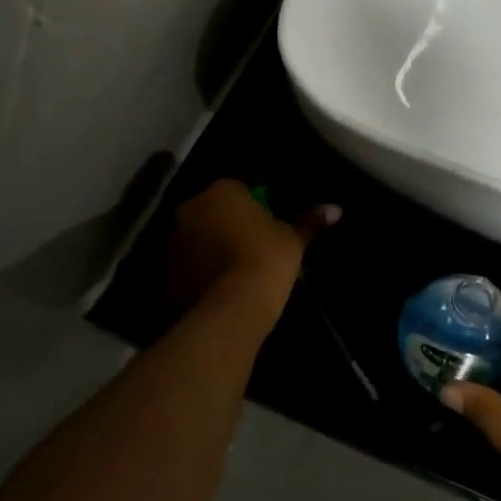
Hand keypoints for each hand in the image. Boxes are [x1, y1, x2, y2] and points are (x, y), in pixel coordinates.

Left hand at [162, 179, 339, 312]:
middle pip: (212, 212)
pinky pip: (186, 266)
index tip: (267, 229)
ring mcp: (172, 241)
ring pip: (196, 238)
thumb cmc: (266, 261)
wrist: (230, 311)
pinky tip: (217, 291)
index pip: (238, 190)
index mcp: (221, 191)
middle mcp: (190, 209)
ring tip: (233, 274)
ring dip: (209, 248)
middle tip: (251, 249)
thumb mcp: (293, 240)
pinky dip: (198, 273)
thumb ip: (310, 221)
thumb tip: (336, 208)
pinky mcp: (164, 273)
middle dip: (227, 225)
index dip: (254, 209)